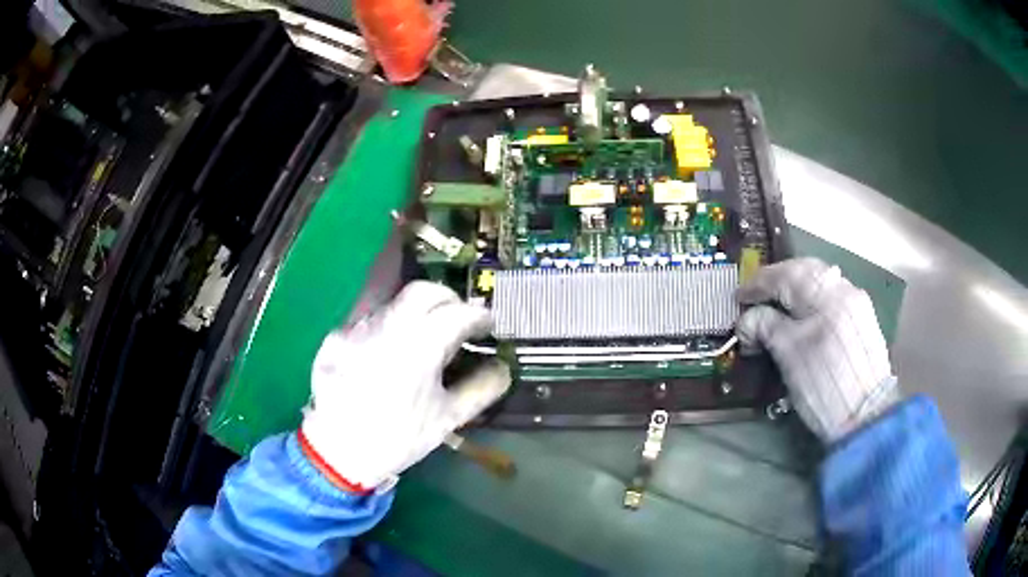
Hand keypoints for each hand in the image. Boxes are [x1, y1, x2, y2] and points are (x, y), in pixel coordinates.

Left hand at [300, 281, 510, 490]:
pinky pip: (367, 321)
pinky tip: (386, 356)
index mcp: (418, 348)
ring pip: (393, 303)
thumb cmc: (399, 438)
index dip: (479, 315)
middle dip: (448, 299)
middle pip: (423, 291)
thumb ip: (482, 389)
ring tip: (421, 340)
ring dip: (415, 314)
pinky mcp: (335, 337)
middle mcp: (385, 327)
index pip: (458, 312)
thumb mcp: (448, 419)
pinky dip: (385, 329)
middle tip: (458, 319)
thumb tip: (503, 367)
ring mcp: (355, 329)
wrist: (339, 453)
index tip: (487, 325)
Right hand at [736, 258, 898, 442]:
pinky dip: (811, 301)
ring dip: (794, 289)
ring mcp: (856, 302)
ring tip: (777, 307)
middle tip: (756, 298)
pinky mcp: (862, 319)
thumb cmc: (823, 386)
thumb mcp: (788, 356)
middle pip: (804, 271)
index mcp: (825, 294)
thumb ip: (765, 326)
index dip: (757, 285)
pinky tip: (804, 315)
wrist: (866, 416)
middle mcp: (843, 288)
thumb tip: (748, 319)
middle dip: (777, 281)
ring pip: (819, 282)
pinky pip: (831, 297)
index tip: (738, 299)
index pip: (784, 275)